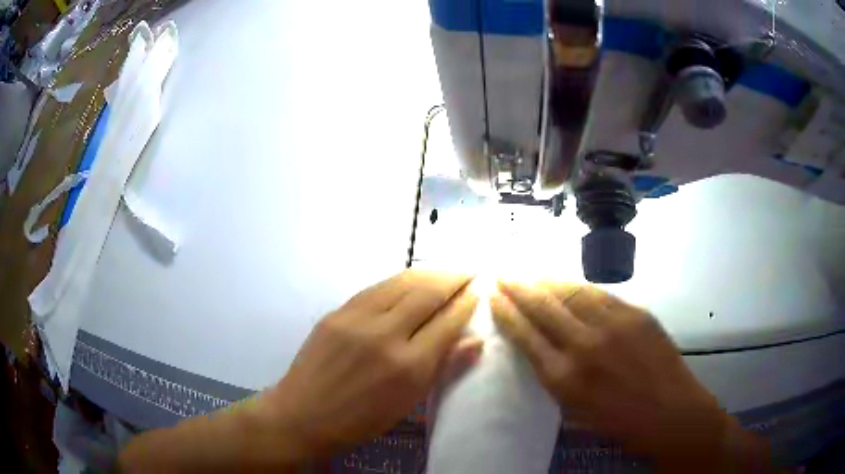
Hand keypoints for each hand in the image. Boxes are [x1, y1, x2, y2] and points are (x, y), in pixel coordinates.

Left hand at [260, 270, 479, 457]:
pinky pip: (375, 289)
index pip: (447, 323)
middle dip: (452, 279)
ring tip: (443, 272)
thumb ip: (443, 367)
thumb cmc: (362, 419)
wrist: (305, 414)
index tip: (478, 291)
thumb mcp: (409, 402)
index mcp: (409, 366)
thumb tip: (476, 341)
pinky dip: (398, 282)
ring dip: (427, 274)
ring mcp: (357, 319)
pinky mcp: (336, 312)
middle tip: (467, 271)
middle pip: (426, 294)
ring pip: (400, 283)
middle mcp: (385, 335)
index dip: (466, 304)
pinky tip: (408, 282)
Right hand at [491, 282, 768, 469]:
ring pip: (571, 292)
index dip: (506, 312)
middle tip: (503, 274)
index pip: (525, 335)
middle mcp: (584, 345)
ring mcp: (613, 324)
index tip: (493, 296)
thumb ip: (556, 375)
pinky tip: (569, 284)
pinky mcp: (636, 313)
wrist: (672, 413)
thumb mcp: (576, 410)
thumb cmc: (620, 422)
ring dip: (547, 281)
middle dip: (518, 288)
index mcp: (564, 378)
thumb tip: (542, 346)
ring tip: (531, 274)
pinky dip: (579, 287)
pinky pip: (600, 294)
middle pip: (543, 307)